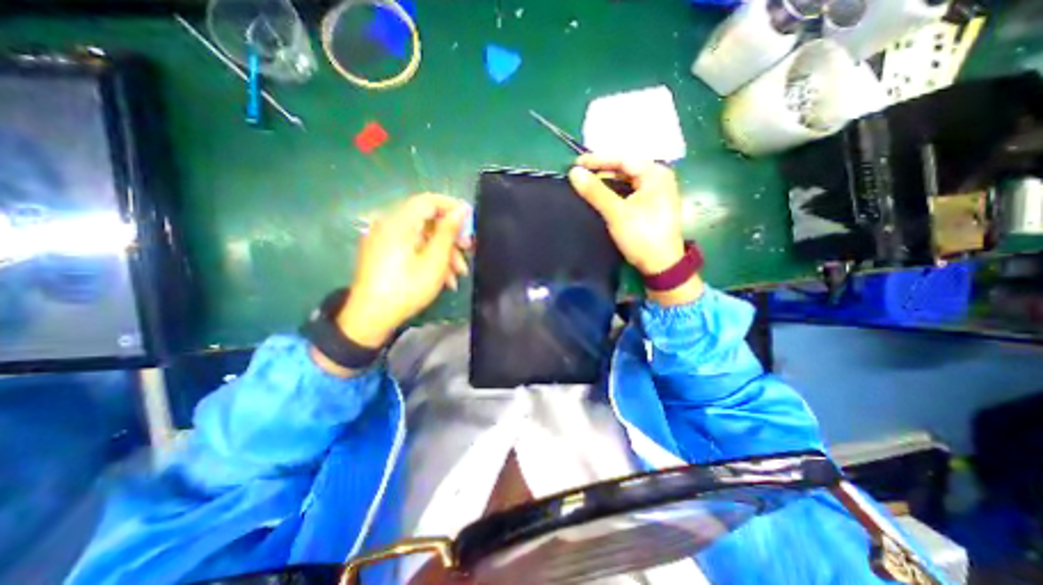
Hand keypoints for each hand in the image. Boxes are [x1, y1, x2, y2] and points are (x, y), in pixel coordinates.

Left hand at [338, 196, 468, 348]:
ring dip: (444, 252)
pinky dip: (429, 258)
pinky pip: (412, 248)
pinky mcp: (384, 254)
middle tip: (468, 251)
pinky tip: (444, 279)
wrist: (371, 318)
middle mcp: (390, 225)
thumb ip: (448, 232)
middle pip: (427, 221)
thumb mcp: (434, 260)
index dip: (452, 207)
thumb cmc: (406, 288)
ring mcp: (385, 240)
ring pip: (422, 237)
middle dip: (451, 237)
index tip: (471, 222)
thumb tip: (462, 209)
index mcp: (399, 222)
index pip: (429, 201)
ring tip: (459, 274)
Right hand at [566, 157, 704, 307]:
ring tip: (587, 183)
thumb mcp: (617, 213)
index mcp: (655, 174)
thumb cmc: (641, 236)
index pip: (622, 159)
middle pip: (625, 168)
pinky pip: (630, 191)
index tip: (575, 164)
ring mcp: (657, 191)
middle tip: (579, 174)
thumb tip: (574, 172)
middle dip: (602, 170)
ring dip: (607, 182)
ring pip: (627, 180)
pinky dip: (615, 192)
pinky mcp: (652, 204)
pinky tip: (602, 195)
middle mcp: (659, 177)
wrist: (661, 265)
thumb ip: (595, 191)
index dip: (597, 160)